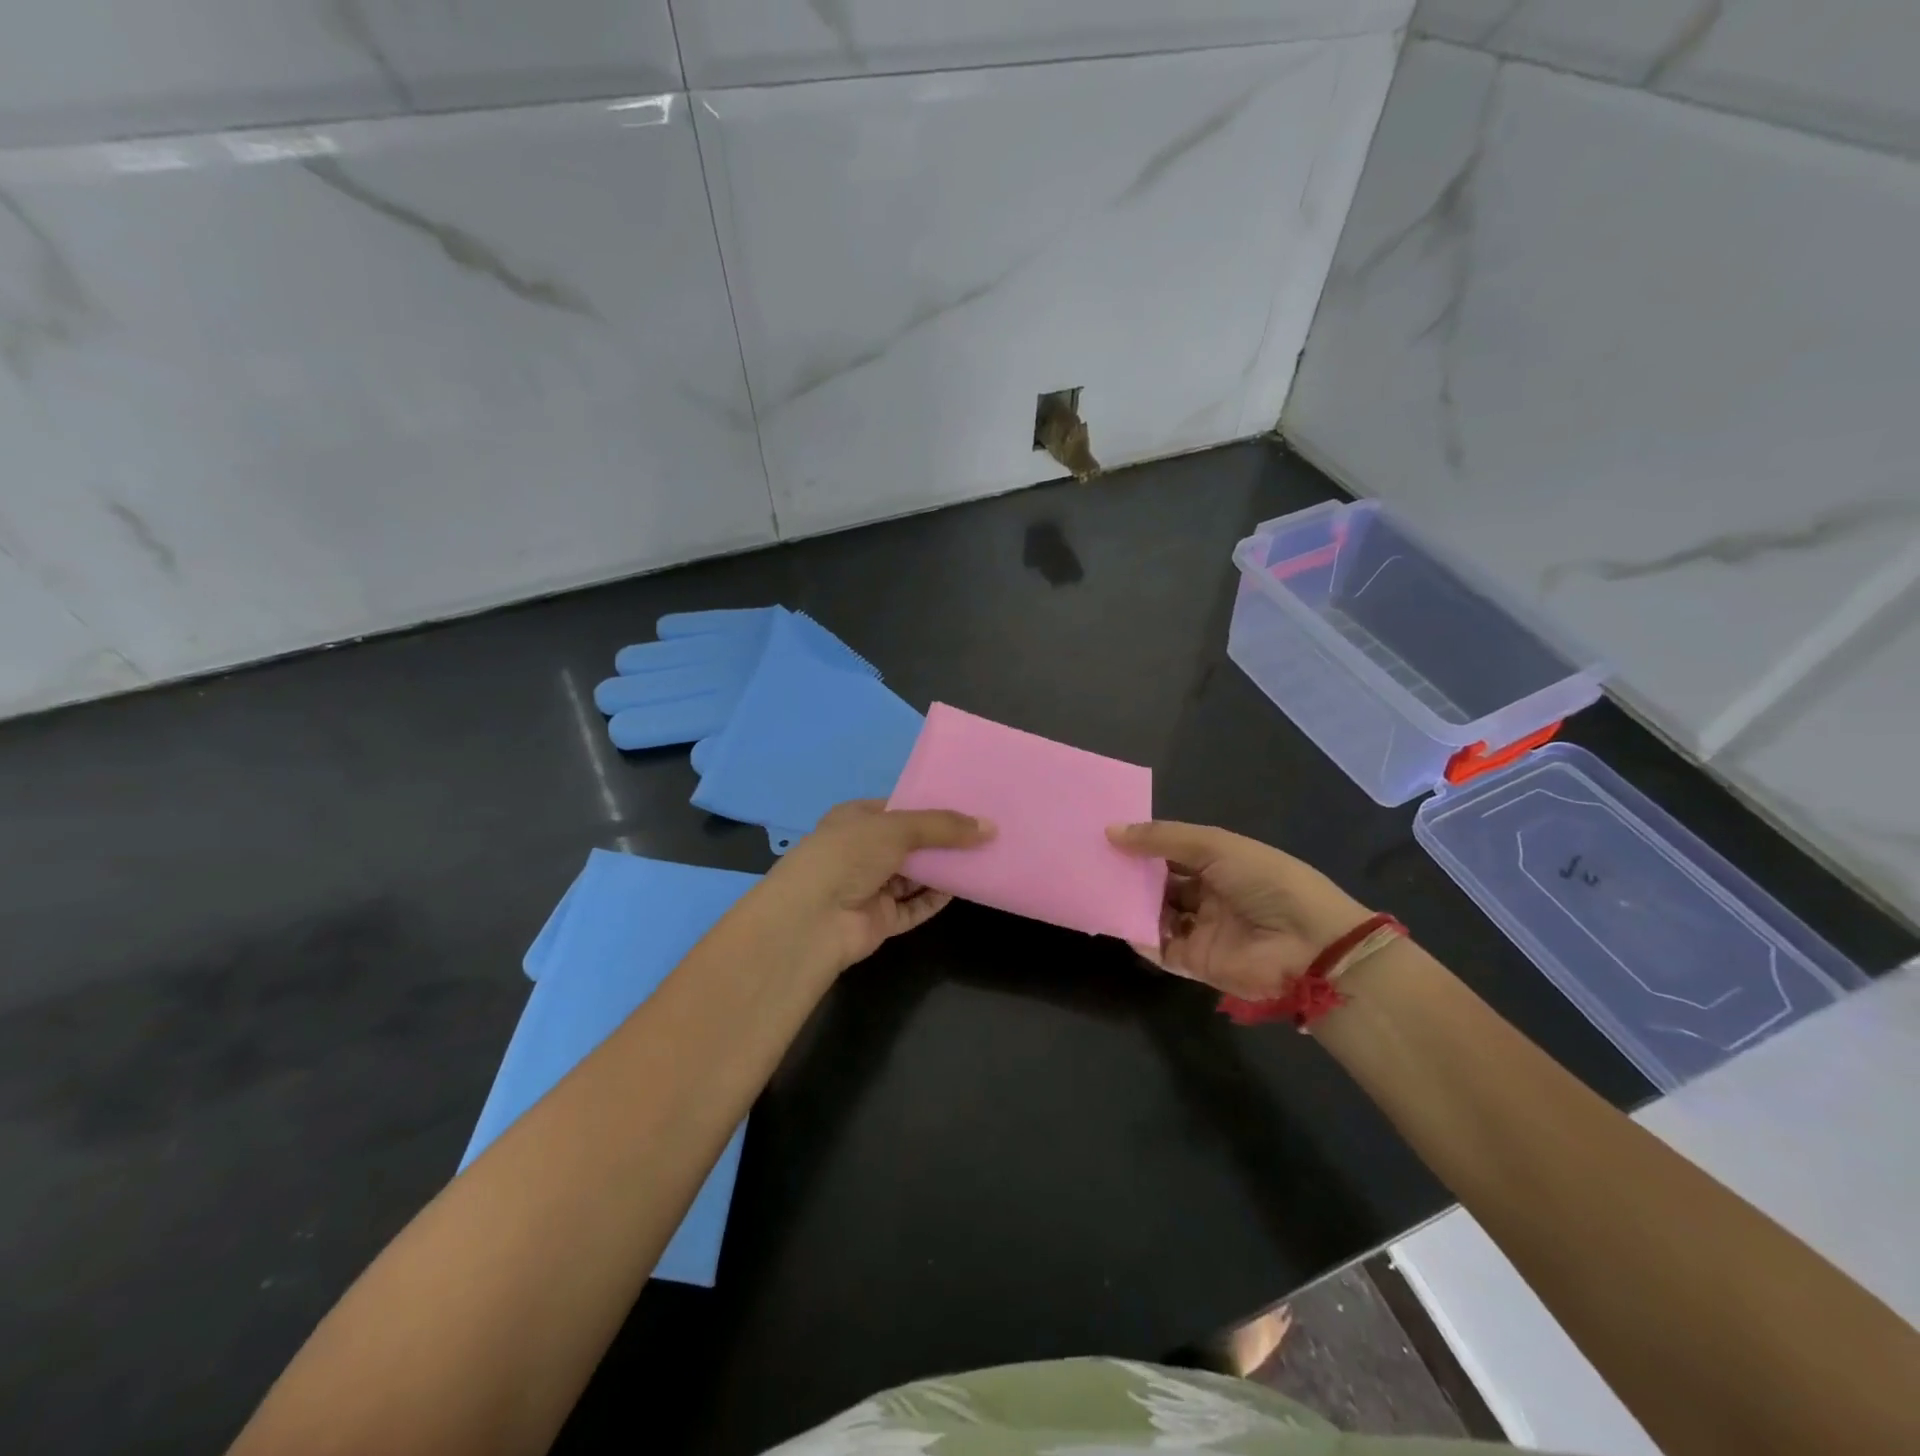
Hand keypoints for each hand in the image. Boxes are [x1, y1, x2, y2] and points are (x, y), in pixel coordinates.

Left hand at [762, 800, 994, 970]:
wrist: (812, 919)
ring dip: (943, 869)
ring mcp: (870, 887)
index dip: (929, 806)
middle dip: (941, 840)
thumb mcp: (897, 828)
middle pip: (909, 843)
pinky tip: (963, 888)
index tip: (967, 804)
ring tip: (982, 857)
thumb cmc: (848, 855)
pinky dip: (936, 899)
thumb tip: (989, 827)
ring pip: (914, 876)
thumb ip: (943, 827)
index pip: (897, 808)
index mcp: (855, 819)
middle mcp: (861, 851)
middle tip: (983, 832)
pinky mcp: (880, 919)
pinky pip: (914, 906)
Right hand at [1107, 821, 1371, 1000]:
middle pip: (1160, 884)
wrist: (1309, 945)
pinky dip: (1140, 936)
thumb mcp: (1215, 847)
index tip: (1107, 835)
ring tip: (1097, 888)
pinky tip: (1119, 920)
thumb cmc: (1265, 882)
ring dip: (1131, 904)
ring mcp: (1201, 929)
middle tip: (1092, 862)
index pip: (1172, 852)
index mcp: (1221, 864)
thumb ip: (1163, 839)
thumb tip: (1111, 831)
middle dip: (1132, 875)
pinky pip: (1160, 947)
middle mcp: (1209, 895)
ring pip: (1156, 914)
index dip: (1143, 844)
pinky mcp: (1196, 962)